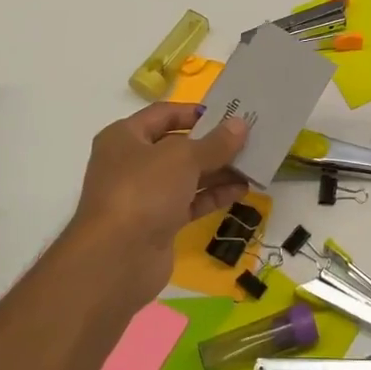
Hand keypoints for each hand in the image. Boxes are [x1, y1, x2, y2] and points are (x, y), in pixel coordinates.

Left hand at [68, 103, 248, 295]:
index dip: (194, 112)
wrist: (118, 258)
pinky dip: (213, 196)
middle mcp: (131, 163)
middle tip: (248, 140)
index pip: (162, 114)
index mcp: (125, 137)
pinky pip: (190, 202)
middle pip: (177, 146)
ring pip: (186, 176)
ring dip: (218, 171)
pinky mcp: (158, 223)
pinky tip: (241, 191)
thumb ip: (215, 143)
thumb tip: (240, 124)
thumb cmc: (144, 191)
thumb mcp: (183, 158)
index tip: (227, 114)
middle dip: (212, 144)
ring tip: (253, 165)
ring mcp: (144, 196)